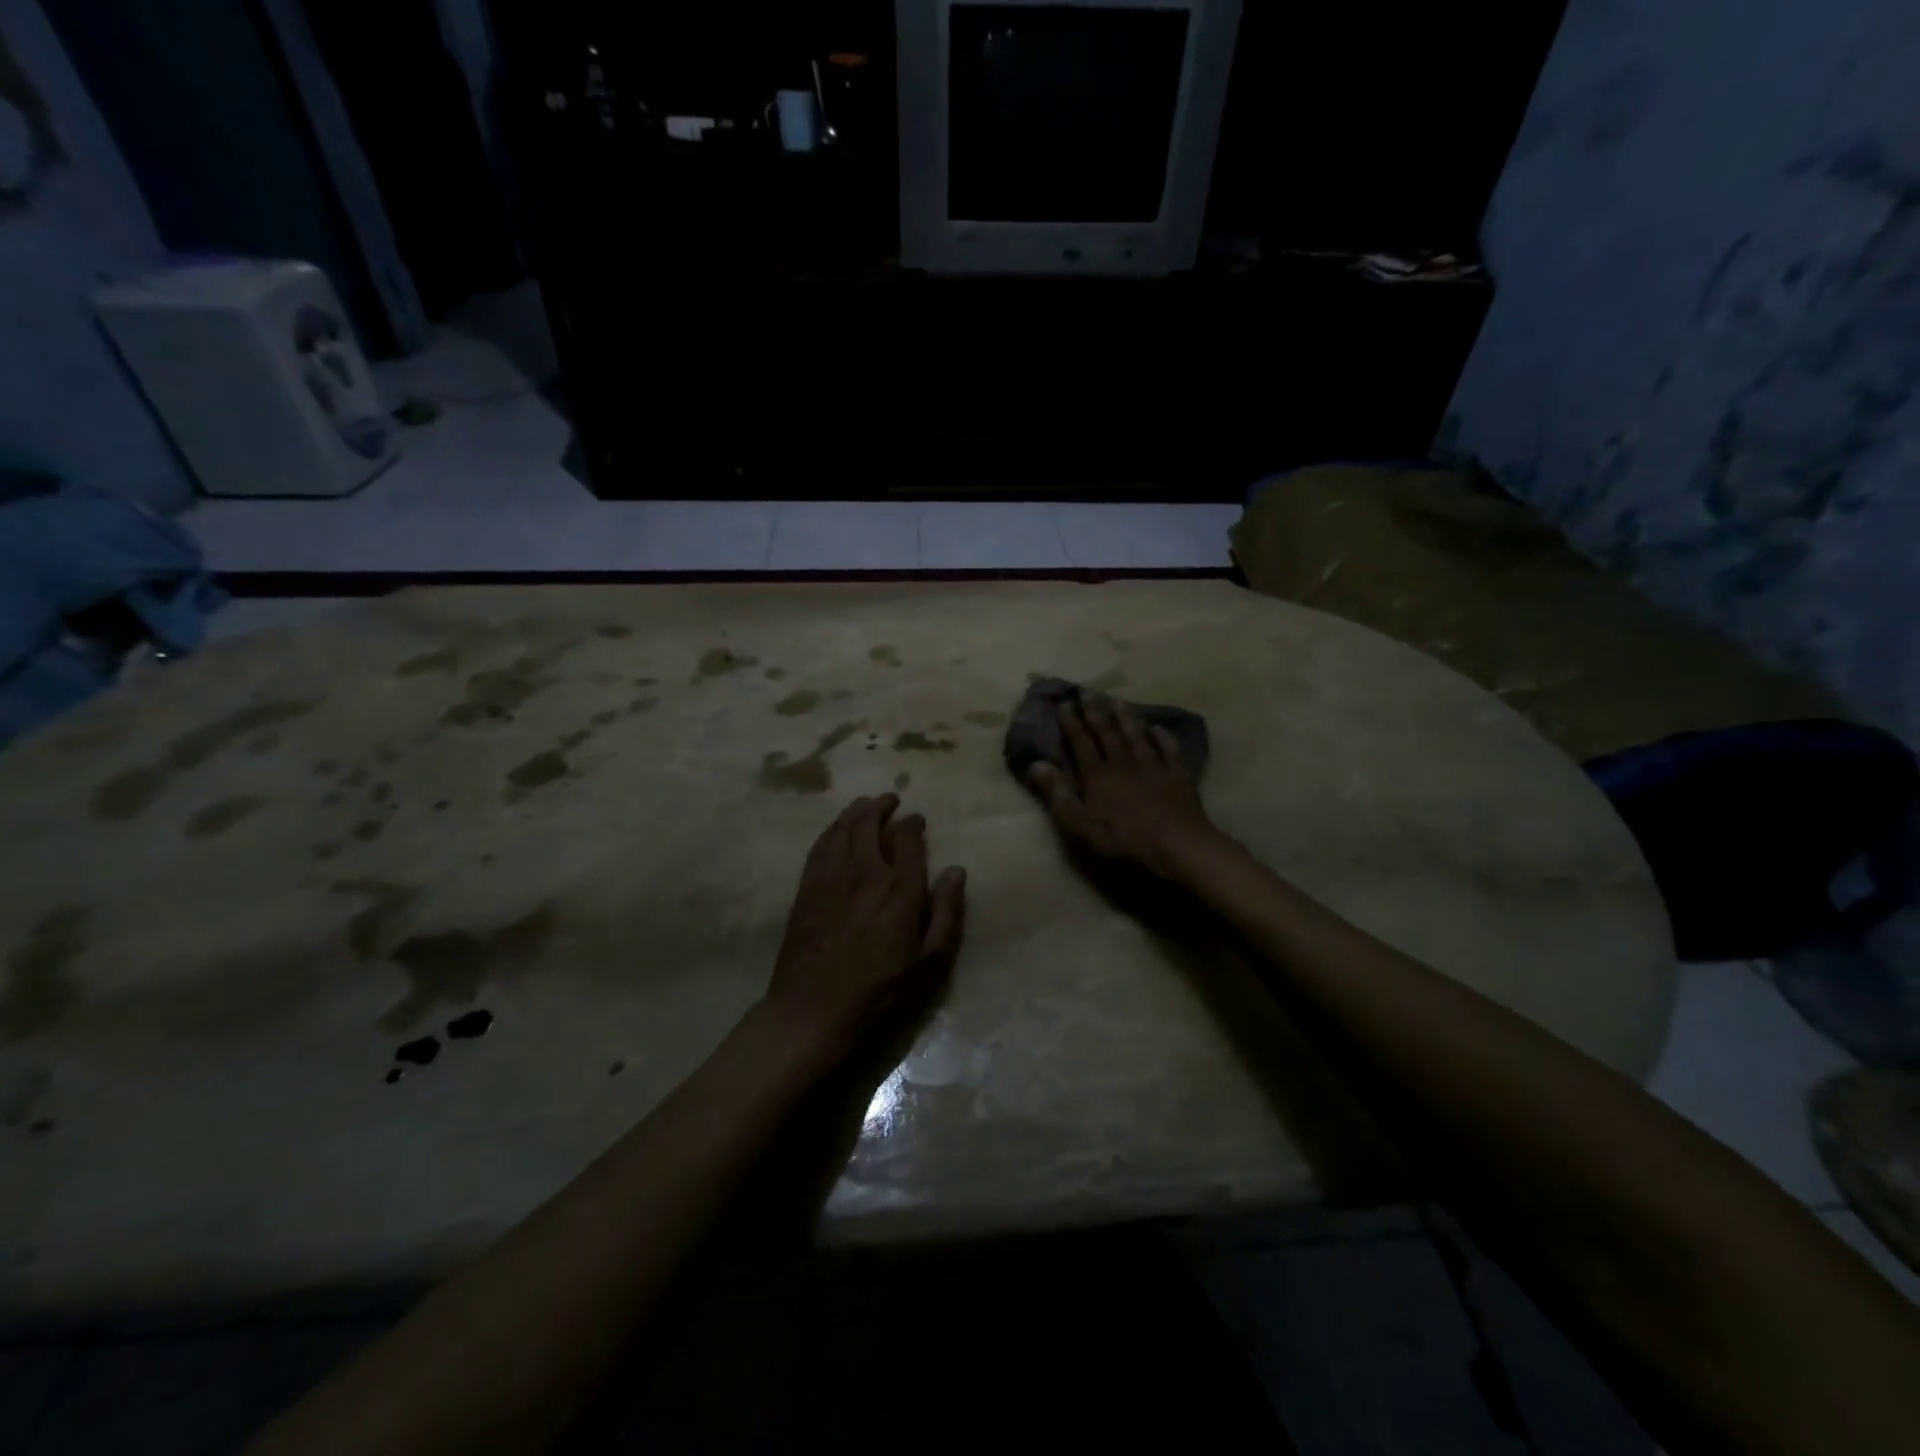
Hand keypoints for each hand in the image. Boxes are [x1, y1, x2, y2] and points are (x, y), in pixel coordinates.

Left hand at [764, 794, 965, 1067]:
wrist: (813, 1009)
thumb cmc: (880, 991)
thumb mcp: (930, 962)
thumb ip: (947, 912)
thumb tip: (956, 871)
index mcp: (900, 887)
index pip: (907, 837)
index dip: (913, 823)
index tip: (917, 820)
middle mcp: (865, 870)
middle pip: (870, 821)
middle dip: (881, 806)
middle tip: (889, 800)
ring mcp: (831, 876)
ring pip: (843, 828)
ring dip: (856, 811)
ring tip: (865, 805)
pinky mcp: (807, 887)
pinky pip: (820, 845)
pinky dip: (832, 829)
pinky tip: (836, 830)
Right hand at [1027, 696, 1219, 876]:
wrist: (1176, 845)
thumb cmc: (1123, 839)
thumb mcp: (1079, 824)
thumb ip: (1057, 794)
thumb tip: (1036, 765)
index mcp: (1097, 776)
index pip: (1081, 743)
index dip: (1071, 723)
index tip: (1063, 704)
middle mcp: (1123, 763)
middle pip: (1107, 734)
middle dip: (1096, 713)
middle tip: (1088, 693)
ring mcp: (1153, 767)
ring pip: (1137, 736)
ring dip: (1126, 718)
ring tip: (1118, 701)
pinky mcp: (1178, 776)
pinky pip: (1169, 750)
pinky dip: (1163, 737)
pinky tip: (1158, 728)